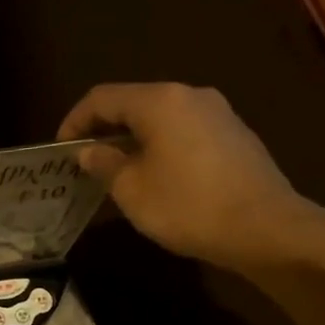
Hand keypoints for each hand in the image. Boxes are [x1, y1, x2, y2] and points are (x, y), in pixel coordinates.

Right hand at [58, 82, 316, 270]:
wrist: (264, 228)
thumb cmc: (186, 205)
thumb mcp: (131, 189)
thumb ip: (105, 163)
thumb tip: (89, 150)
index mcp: (159, 102)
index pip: (102, 98)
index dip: (74, 121)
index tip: (60, 150)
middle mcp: (189, 95)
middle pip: (133, 102)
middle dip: (104, 129)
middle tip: (84, 160)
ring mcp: (217, 113)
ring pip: (160, 117)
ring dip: (132, 138)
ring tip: (115, 170)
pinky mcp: (234, 135)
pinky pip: (183, 130)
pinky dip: (159, 145)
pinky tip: (154, 175)